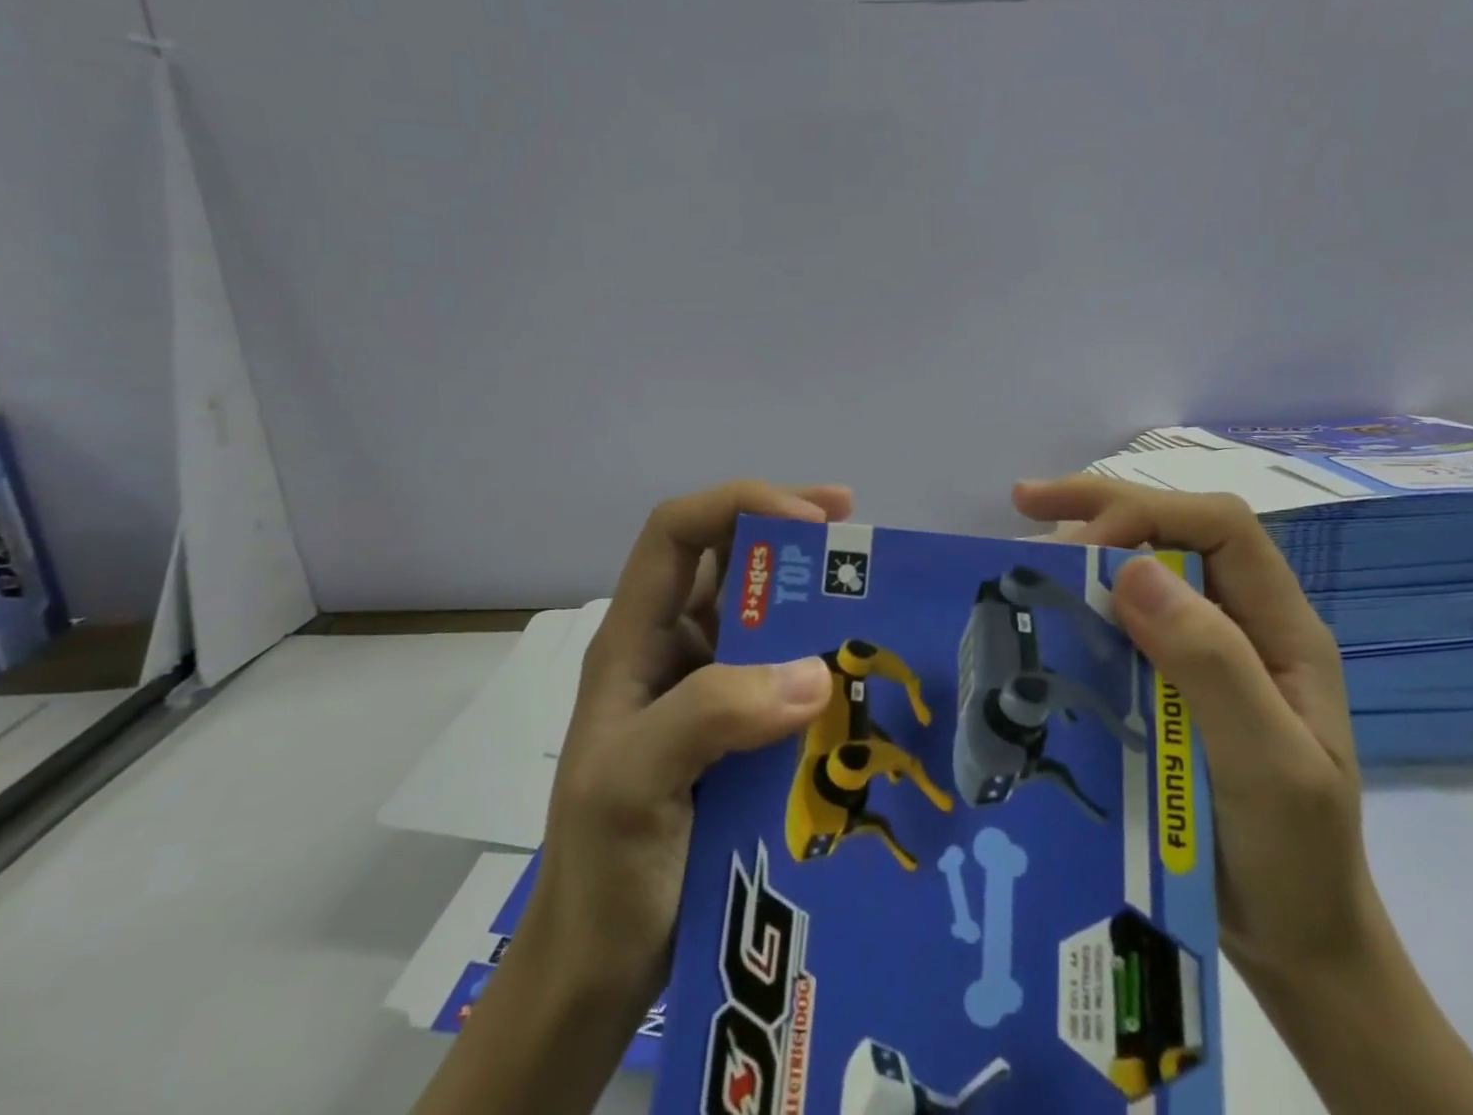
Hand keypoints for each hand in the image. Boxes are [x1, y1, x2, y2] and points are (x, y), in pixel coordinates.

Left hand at [534, 479, 849, 1011]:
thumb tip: (816, 671)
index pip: (677, 532)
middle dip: (789, 531)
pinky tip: (863, 671)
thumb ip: (710, 716)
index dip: (739, 504)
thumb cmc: (601, 870)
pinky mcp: (740, 729)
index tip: (811, 521)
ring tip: (872, 589)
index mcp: (634, 638)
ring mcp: (708, 688)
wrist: (602, 968)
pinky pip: (786, 671)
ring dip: (812, 593)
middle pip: (728, 557)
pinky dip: (823, 656)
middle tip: (856, 530)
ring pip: (763, 611)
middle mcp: (673, 648)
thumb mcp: (631, 784)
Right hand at [1015, 475, 1472, 1114]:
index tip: (1079, 546)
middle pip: (1177, 530)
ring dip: (1086, 547)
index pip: (1220, 526)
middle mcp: (1244, 623)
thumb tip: (1133, 571)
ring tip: (1024, 550)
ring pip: (1146, 568)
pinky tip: (1046, 607)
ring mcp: (1209, 651)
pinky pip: (1124, 619)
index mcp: (1282, 627)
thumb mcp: (1266, 766)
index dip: (1147, 515)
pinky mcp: (1172, 681)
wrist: (1295, 943)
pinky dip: (1082, 600)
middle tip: (1024, 503)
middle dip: (1102, 507)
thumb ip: (1213, 666)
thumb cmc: (1293, 860)